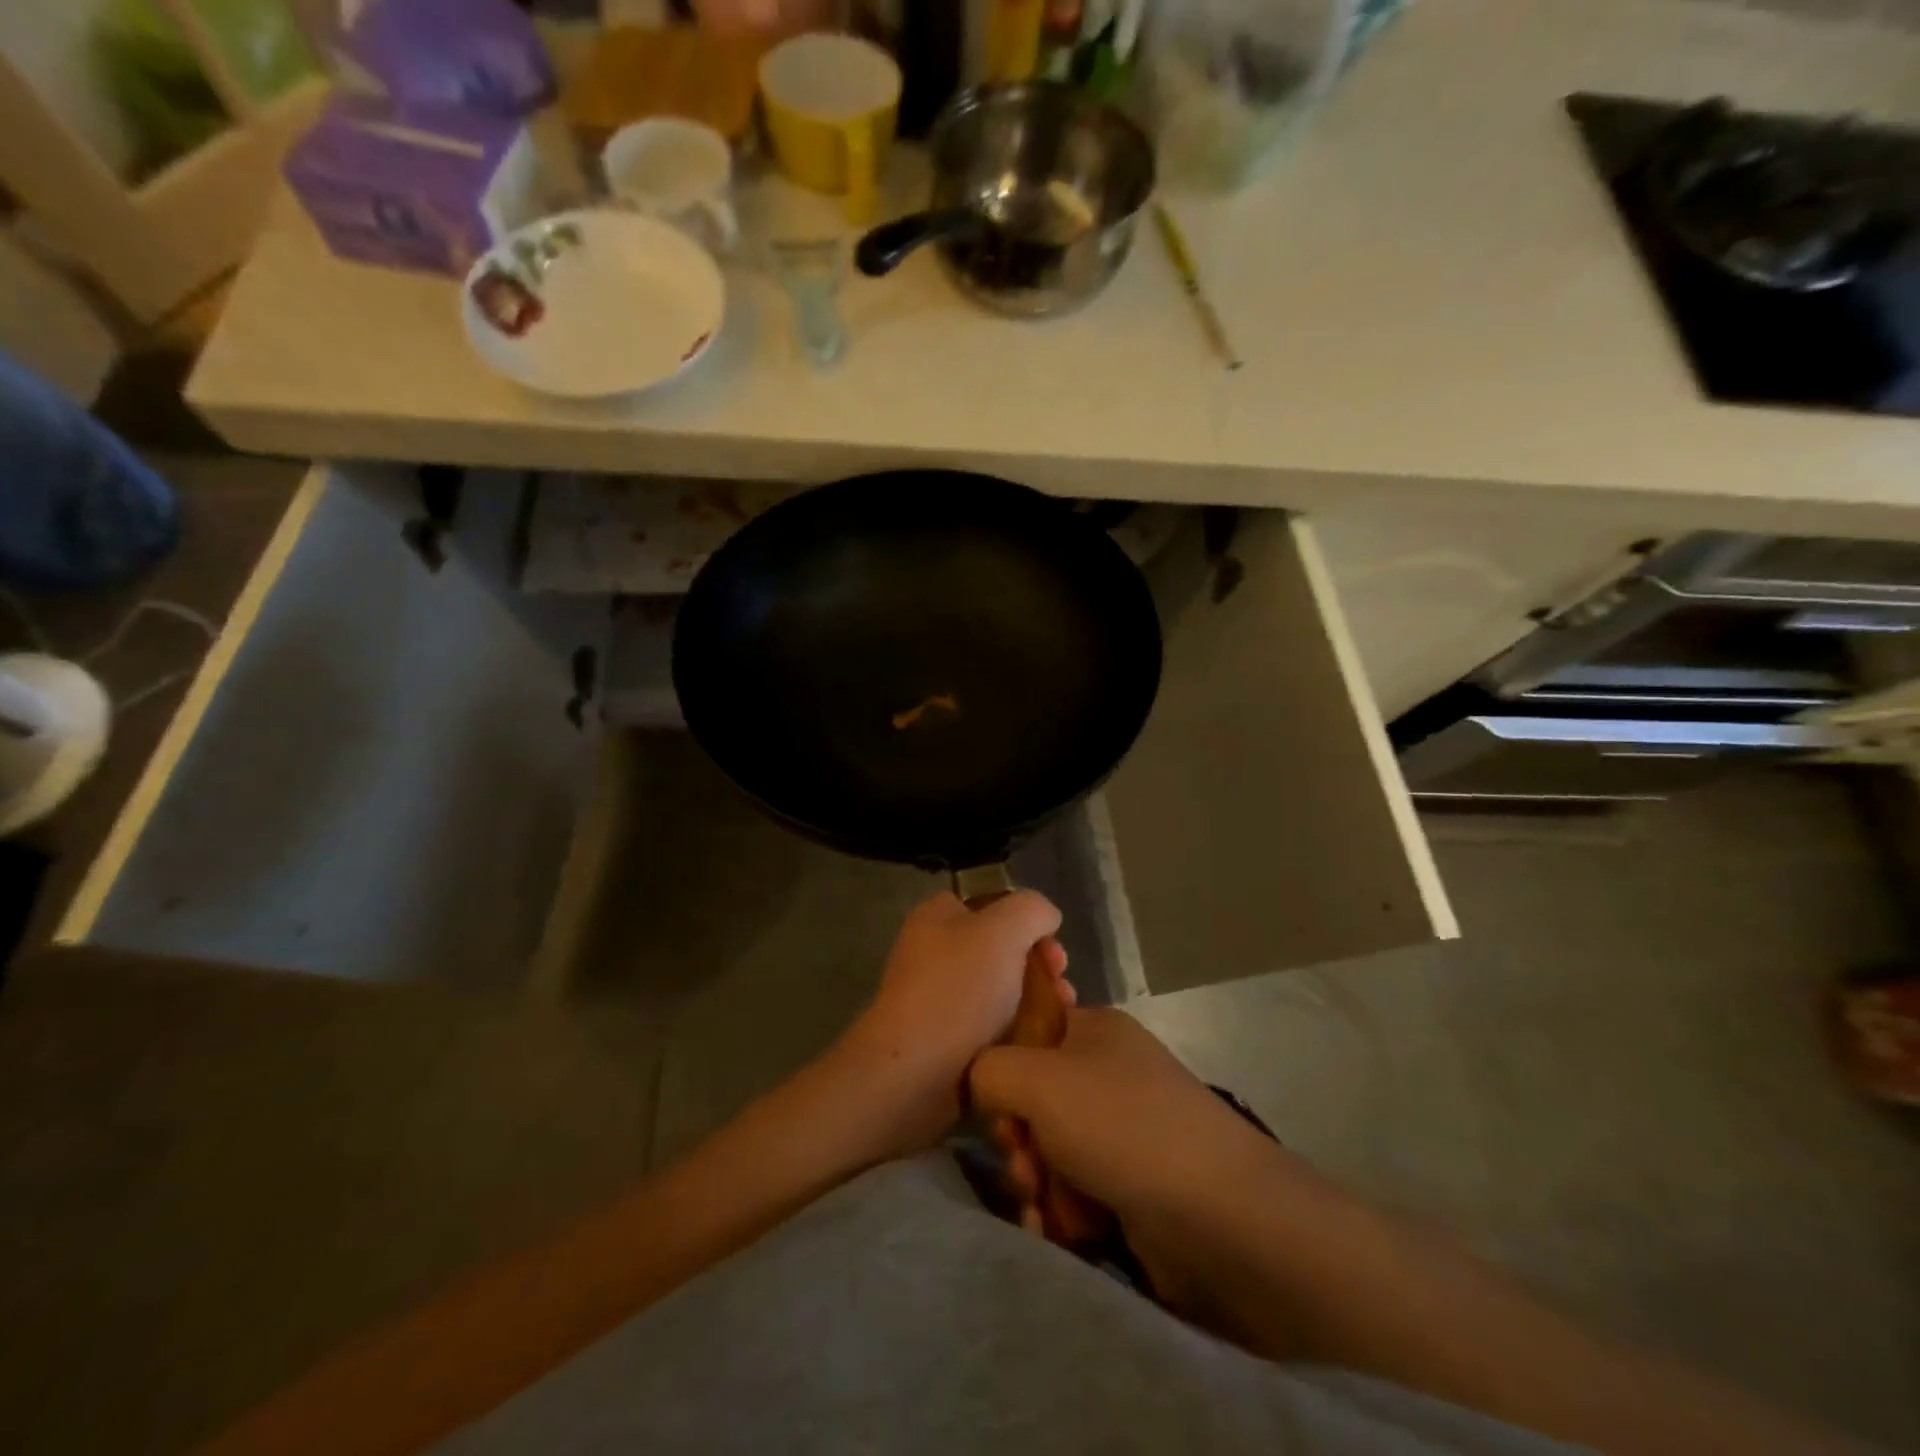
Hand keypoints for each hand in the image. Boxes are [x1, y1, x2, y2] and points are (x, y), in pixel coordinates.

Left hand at [840, 890, 1068, 1152]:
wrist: (914, 1074)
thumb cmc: (958, 990)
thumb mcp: (1003, 930)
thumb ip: (1032, 909)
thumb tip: (1045, 918)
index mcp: (938, 917)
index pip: (992, 903)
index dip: (1027, 919)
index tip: (1052, 944)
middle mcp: (935, 951)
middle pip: (1003, 948)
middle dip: (1040, 964)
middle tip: (1062, 984)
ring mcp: (939, 997)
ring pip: (1003, 990)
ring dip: (1038, 1000)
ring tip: (1062, 1018)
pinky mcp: (947, 1040)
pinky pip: (993, 1027)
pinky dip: (1020, 1032)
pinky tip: (1042, 1043)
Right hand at [969, 1008, 1286, 1302]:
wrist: (1219, 1215)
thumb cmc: (1121, 1125)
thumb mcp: (1038, 1078)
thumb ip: (989, 1069)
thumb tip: (982, 1085)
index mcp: (1094, 1029)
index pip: (1028, 1033)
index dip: (1005, 1068)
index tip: (1004, 1105)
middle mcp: (1110, 1072)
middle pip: (1034, 1098)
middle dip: (1019, 1138)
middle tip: (1025, 1163)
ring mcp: (1125, 1129)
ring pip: (1051, 1149)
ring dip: (1037, 1180)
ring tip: (1045, 1204)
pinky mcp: (1135, 1183)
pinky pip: (1077, 1188)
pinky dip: (1063, 1209)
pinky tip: (1060, 1229)